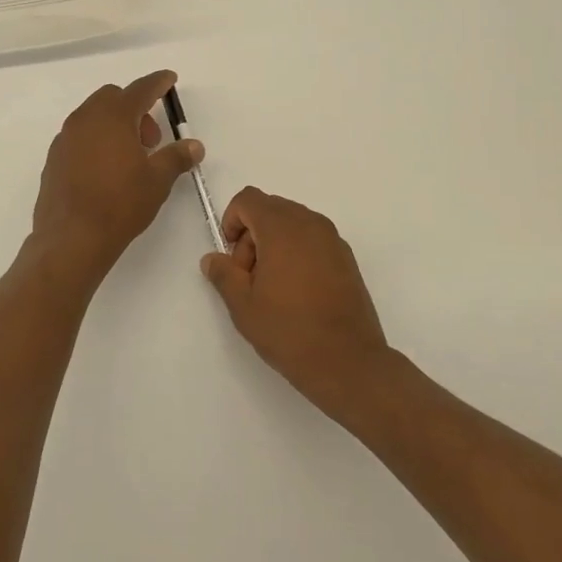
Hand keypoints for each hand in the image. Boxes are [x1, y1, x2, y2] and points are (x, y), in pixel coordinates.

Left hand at [31, 70, 203, 272]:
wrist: (71, 238)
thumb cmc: (120, 204)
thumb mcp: (157, 180)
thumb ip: (177, 157)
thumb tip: (194, 145)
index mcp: (113, 116)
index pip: (140, 89)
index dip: (158, 83)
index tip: (169, 79)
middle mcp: (85, 119)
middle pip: (113, 98)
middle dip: (136, 109)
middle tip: (151, 140)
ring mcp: (65, 138)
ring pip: (93, 117)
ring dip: (115, 125)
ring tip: (130, 158)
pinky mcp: (54, 159)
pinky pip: (79, 137)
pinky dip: (96, 141)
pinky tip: (106, 170)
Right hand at [201, 188, 391, 415]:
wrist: (348, 362)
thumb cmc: (289, 331)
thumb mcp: (243, 306)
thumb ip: (223, 274)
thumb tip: (213, 259)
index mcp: (282, 228)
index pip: (248, 199)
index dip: (232, 221)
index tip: (232, 258)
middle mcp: (310, 224)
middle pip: (270, 209)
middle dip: (252, 235)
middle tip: (249, 277)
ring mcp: (332, 239)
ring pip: (292, 224)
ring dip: (274, 243)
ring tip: (273, 287)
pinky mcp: (346, 258)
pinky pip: (312, 239)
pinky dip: (297, 252)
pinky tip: (297, 292)